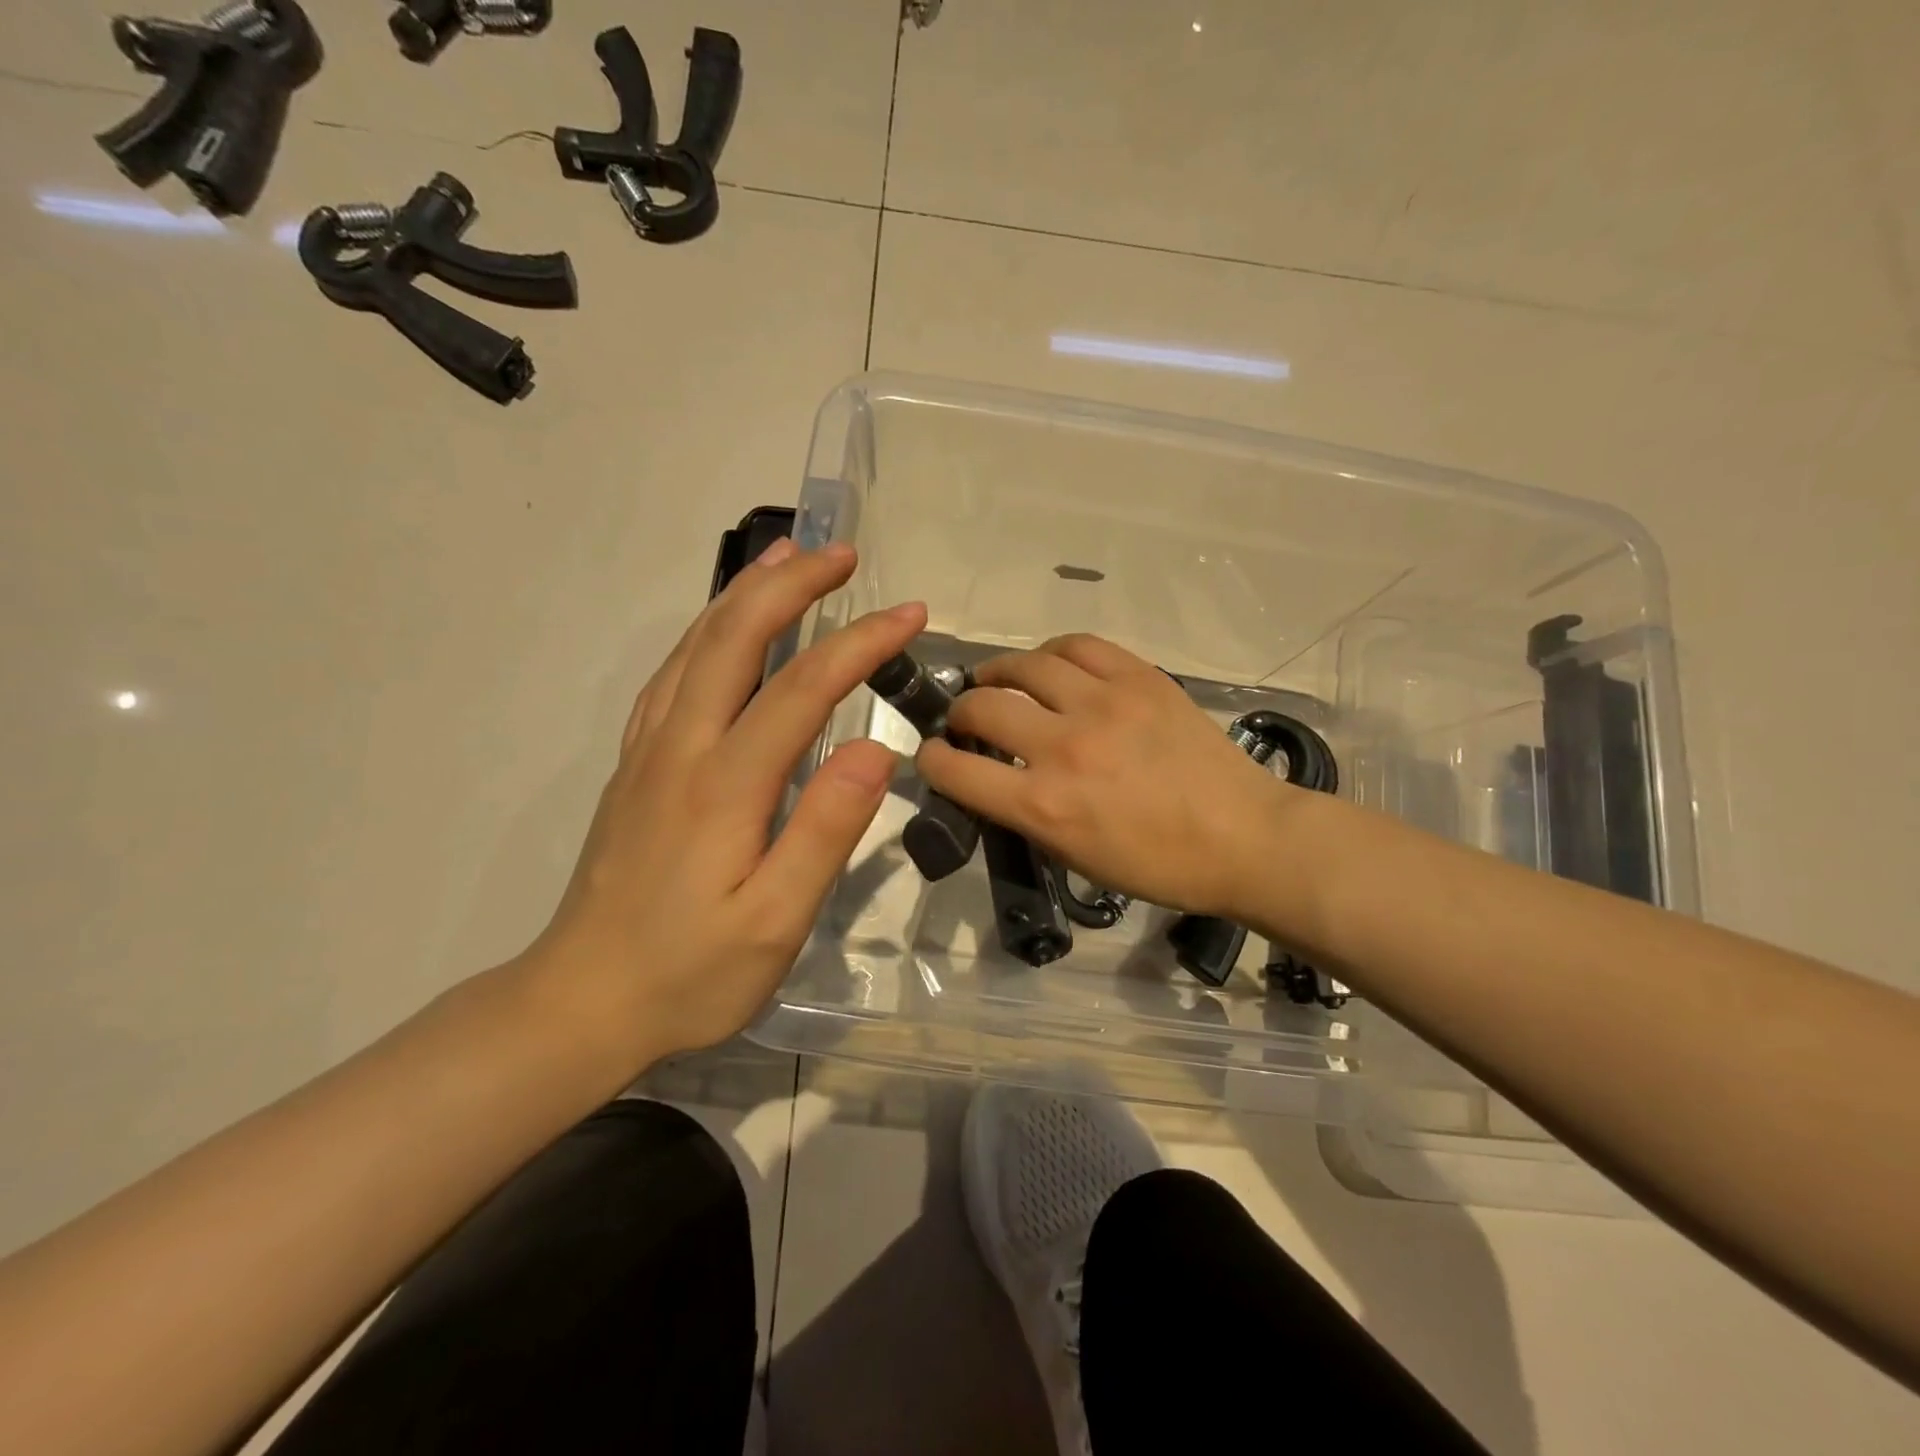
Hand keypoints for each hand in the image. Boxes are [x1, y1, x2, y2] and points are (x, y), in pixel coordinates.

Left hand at [531, 539, 926, 1064]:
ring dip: (744, 594)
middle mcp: (681, 748)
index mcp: (724, 784)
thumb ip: (825, 831)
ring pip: (696, 647)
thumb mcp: (774, 923)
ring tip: (784, 558)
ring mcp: (649, 752)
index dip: (860, 642)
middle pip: (735, 639)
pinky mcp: (635, 767)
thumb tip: (873, 748)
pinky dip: (705, 632)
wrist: (579, 1003)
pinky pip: (671, 676)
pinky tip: (722, 628)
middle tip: (841, 552)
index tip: (911, 614)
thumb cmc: (689, 973)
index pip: (802, 687)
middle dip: (792, 585)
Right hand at [917, 634, 1298, 918]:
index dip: (930, 760)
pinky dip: (1051, 654)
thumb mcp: (1076, 858)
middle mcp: (1064, 747)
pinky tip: (1051, 667)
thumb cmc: (1160, 865)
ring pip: (1024, 665)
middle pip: (982, 706)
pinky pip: (1078, 645)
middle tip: (967, 719)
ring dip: (997, 672)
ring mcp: (1103, 704)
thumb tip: (995, 779)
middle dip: (960, 712)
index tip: (934, 755)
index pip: (955, 769)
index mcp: (1044, 805)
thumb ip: (1025, 815)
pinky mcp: (1139, 677)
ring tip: (998, 681)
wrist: (1245, 837)